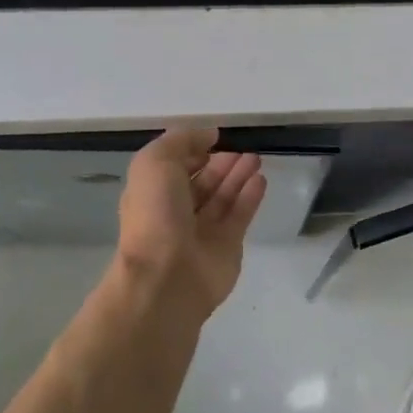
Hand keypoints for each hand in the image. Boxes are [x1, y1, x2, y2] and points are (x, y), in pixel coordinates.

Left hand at [115, 127, 266, 315]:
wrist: (167, 277)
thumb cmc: (155, 215)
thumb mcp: (155, 162)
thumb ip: (180, 141)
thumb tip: (208, 135)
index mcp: (152, 194)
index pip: (174, 167)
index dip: (192, 151)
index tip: (214, 138)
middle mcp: (175, 213)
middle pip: (202, 183)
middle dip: (221, 164)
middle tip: (243, 148)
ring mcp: (201, 232)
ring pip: (223, 197)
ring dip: (238, 176)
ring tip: (256, 158)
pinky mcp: (226, 247)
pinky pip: (240, 216)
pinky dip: (250, 197)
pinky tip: (260, 179)